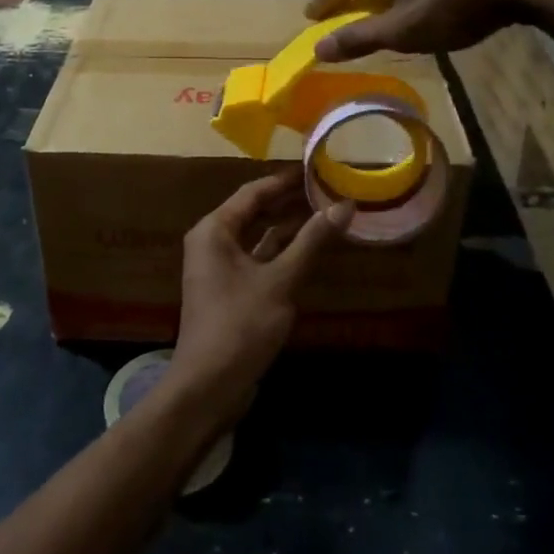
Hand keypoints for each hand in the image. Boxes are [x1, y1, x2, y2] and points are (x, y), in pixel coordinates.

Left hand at [167, 172, 351, 428]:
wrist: (209, 385)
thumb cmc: (241, 325)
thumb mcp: (281, 281)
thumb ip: (312, 241)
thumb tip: (344, 205)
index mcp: (214, 230)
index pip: (253, 192)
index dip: (285, 180)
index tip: (317, 168)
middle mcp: (212, 242)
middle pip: (254, 212)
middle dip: (289, 202)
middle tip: (328, 189)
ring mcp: (220, 268)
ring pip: (258, 237)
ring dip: (289, 228)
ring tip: (326, 213)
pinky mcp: (231, 291)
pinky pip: (258, 260)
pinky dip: (282, 253)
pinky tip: (311, 250)